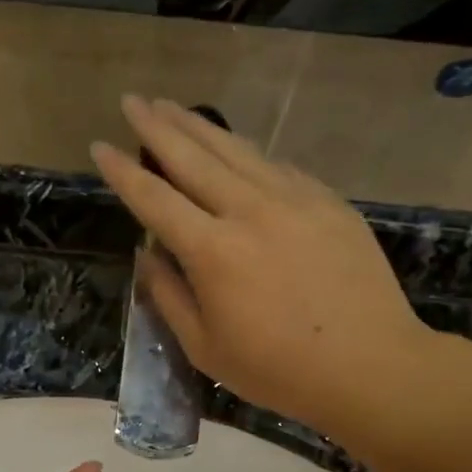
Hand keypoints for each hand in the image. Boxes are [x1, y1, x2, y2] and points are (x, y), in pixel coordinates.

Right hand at [92, 95, 438, 436]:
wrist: (370, 366)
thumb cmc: (278, 370)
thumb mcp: (205, 347)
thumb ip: (169, 296)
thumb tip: (145, 256)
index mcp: (212, 251)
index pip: (154, 199)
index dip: (123, 172)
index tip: (100, 146)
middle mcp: (249, 211)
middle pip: (193, 158)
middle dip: (157, 126)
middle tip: (133, 101)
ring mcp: (294, 200)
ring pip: (237, 151)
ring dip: (199, 126)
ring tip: (173, 107)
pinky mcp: (328, 202)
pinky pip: (277, 166)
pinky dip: (247, 153)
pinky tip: (236, 148)